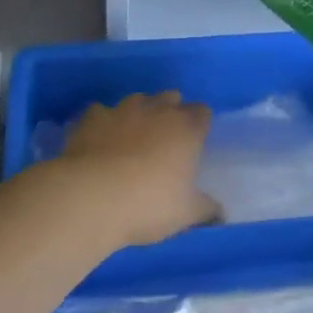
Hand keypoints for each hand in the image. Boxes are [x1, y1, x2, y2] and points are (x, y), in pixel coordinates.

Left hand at [47, 92, 216, 247]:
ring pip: (137, 100)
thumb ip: (206, 209)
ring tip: (131, 139)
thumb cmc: (148, 204)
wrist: (91, 198)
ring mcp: (122, 110)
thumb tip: (220, 213)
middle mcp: (157, 110)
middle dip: (170, 112)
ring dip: (138, 114)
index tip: (194, 143)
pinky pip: (100, 112)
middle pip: (171, 97)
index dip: (199, 124)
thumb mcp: (186, 214)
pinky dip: (103, 123)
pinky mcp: (91, 117)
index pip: (202, 112)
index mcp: (186, 128)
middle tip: (164, 140)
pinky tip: (99, 141)